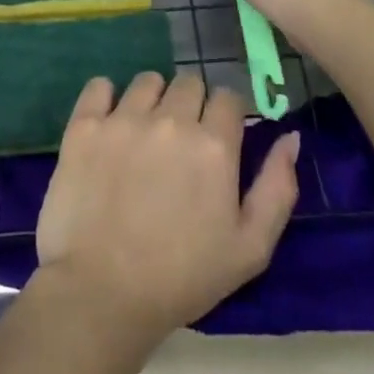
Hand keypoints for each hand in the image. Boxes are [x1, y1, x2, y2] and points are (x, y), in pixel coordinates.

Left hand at [35, 72, 298, 345]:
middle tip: (181, 142)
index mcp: (214, 146)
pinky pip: (99, 85)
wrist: (103, 292)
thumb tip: (290, 136)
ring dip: (152, 99)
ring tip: (144, 134)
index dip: (226, 115)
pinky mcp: (84, 125)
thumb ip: (278, 188)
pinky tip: (109, 123)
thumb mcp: (251, 247)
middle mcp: (170, 120)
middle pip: (189, 82)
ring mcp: (123, 119)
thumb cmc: (183, 277)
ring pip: (147, 81)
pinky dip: (106, 97)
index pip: (228, 97)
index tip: (218, 138)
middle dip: (191, 105)